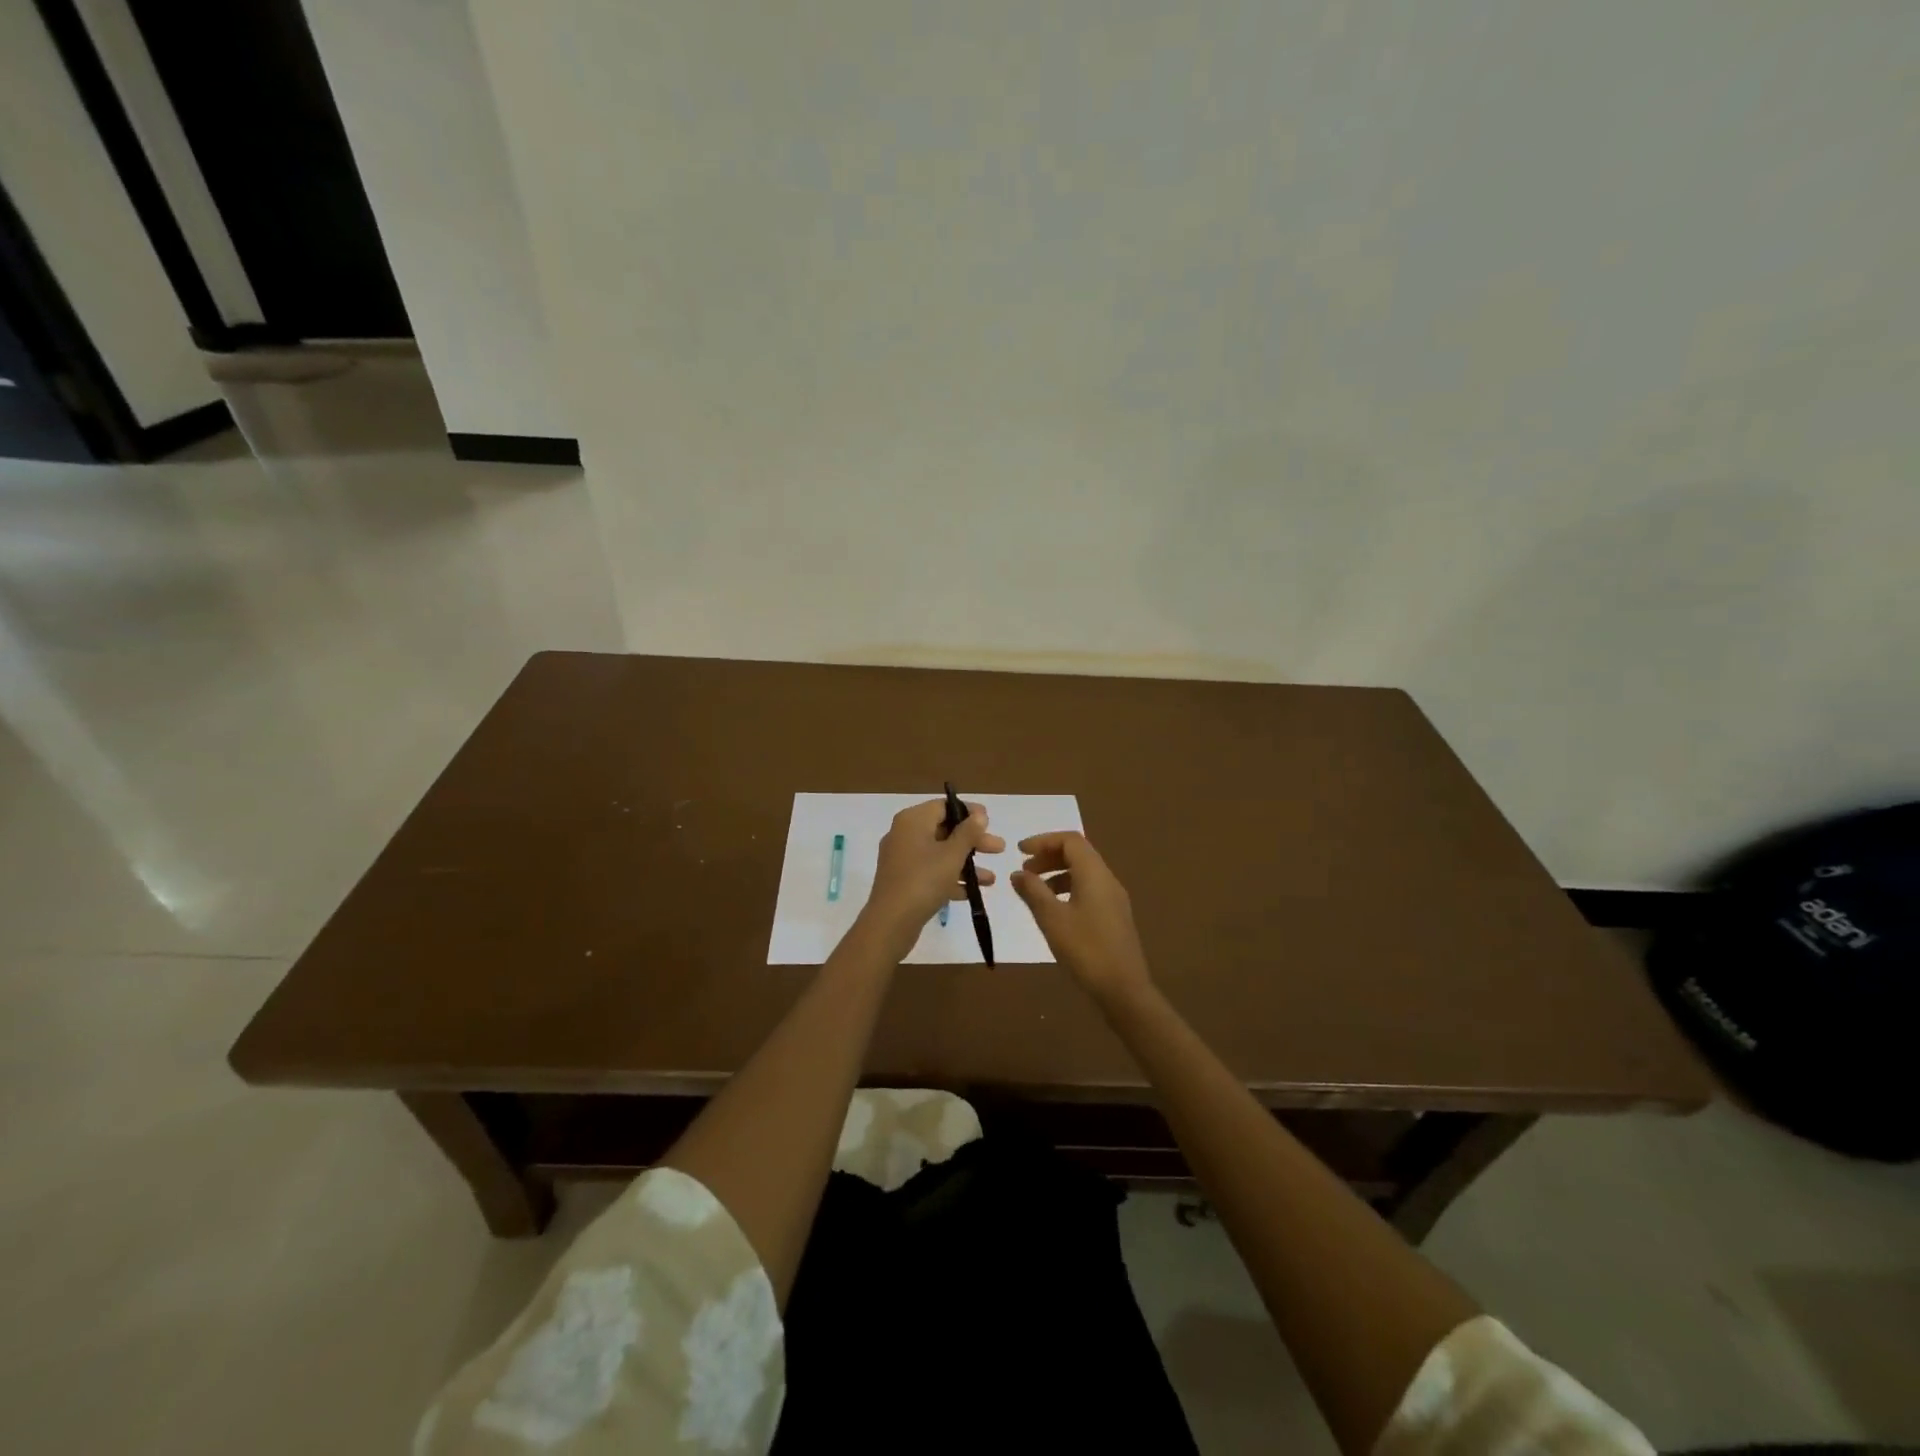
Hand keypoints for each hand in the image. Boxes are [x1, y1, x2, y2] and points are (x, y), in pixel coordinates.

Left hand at [859, 799, 1004, 956]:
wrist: (890, 922)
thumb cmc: (923, 880)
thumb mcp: (952, 854)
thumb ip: (968, 832)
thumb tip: (979, 814)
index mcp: (912, 820)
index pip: (943, 806)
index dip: (968, 811)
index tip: (990, 821)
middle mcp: (904, 834)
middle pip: (944, 830)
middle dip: (973, 841)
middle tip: (999, 849)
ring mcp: (903, 859)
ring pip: (940, 853)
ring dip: (967, 863)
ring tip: (992, 878)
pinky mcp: (904, 881)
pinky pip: (932, 872)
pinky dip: (951, 878)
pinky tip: (974, 892)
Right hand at [1011, 831, 1152, 1002]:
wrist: (1123, 989)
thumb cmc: (1085, 949)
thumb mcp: (1052, 919)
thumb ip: (1033, 891)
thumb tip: (1018, 873)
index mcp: (1095, 874)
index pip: (1070, 840)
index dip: (1043, 840)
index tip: (1019, 851)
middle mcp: (1107, 879)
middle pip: (1078, 853)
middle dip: (1048, 856)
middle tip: (1024, 871)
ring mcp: (1114, 898)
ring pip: (1083, 873)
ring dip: (1057, 873)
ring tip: (1034, 891)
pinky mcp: (1114, 916)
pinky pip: (1088, 889)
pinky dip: (1067, 889)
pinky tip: (1054, 910)